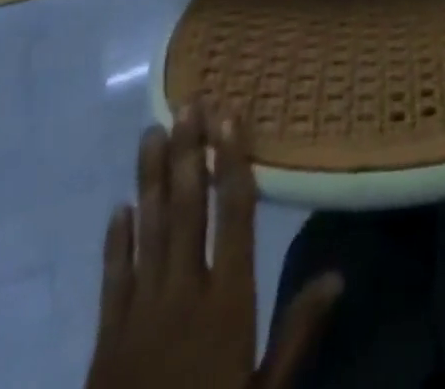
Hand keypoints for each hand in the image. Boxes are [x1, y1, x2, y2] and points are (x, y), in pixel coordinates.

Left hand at [85, 104, 342, 388]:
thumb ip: (299, 332)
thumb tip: (339, 275)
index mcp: (227, 301)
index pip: (234, 214)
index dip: (233, 161)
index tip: (230, 116)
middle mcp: (183, 292)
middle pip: (187, 209)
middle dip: (189, 153)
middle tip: (188, 103)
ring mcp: (139, 313)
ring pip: (148, 231)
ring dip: (151, 179)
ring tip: (152, 132)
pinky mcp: (105, 340)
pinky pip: (112, 279)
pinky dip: (116, 242)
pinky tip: (118, 209)